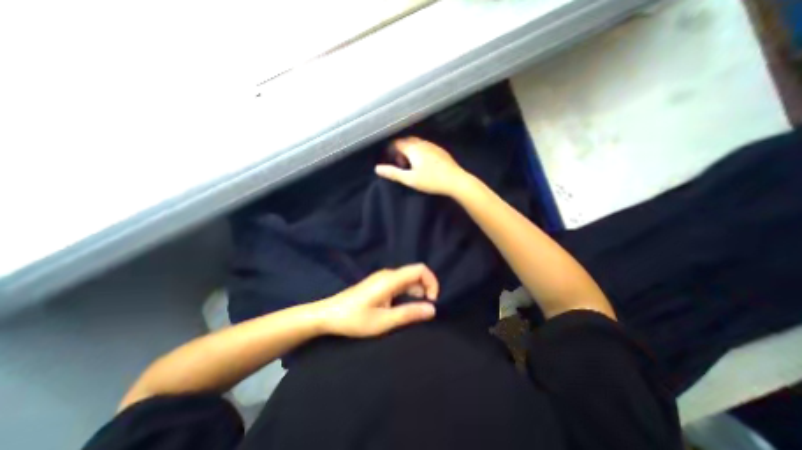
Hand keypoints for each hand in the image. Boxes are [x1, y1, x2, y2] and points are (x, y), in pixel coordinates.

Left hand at [316, 263, 436, 337]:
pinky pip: (400, 283)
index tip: (432, 301)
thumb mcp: (383, 321)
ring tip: (413, 311)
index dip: (432, 282)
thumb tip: (433, 309)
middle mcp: (388, 274)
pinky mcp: (379, 283)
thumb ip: (409, 314)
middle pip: (415, 273)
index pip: (420, 269)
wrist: (328, 314)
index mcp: (391, 279)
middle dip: (426, 288)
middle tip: (424, 310)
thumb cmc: (355, 319)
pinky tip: (402, 307)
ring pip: (408, 279)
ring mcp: (383, 277)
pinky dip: (407, 292)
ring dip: (416, 292)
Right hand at [376, 137, 470, 196]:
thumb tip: (377, 168)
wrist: (455, 180)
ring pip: (417, 142)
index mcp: (413, 148)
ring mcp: (433, 145)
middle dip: (401, 149)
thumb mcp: (410, 179)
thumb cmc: (431, 180)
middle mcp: (422, 143)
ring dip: (410, 150)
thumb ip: (393, 173)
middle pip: (407, 141)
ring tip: (411, 164)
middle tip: (401, 163)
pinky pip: (426, 146)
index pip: (397, 143)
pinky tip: (424, 163)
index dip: (392, 150)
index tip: (392, 161)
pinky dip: (420, 151)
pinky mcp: (440, 150)